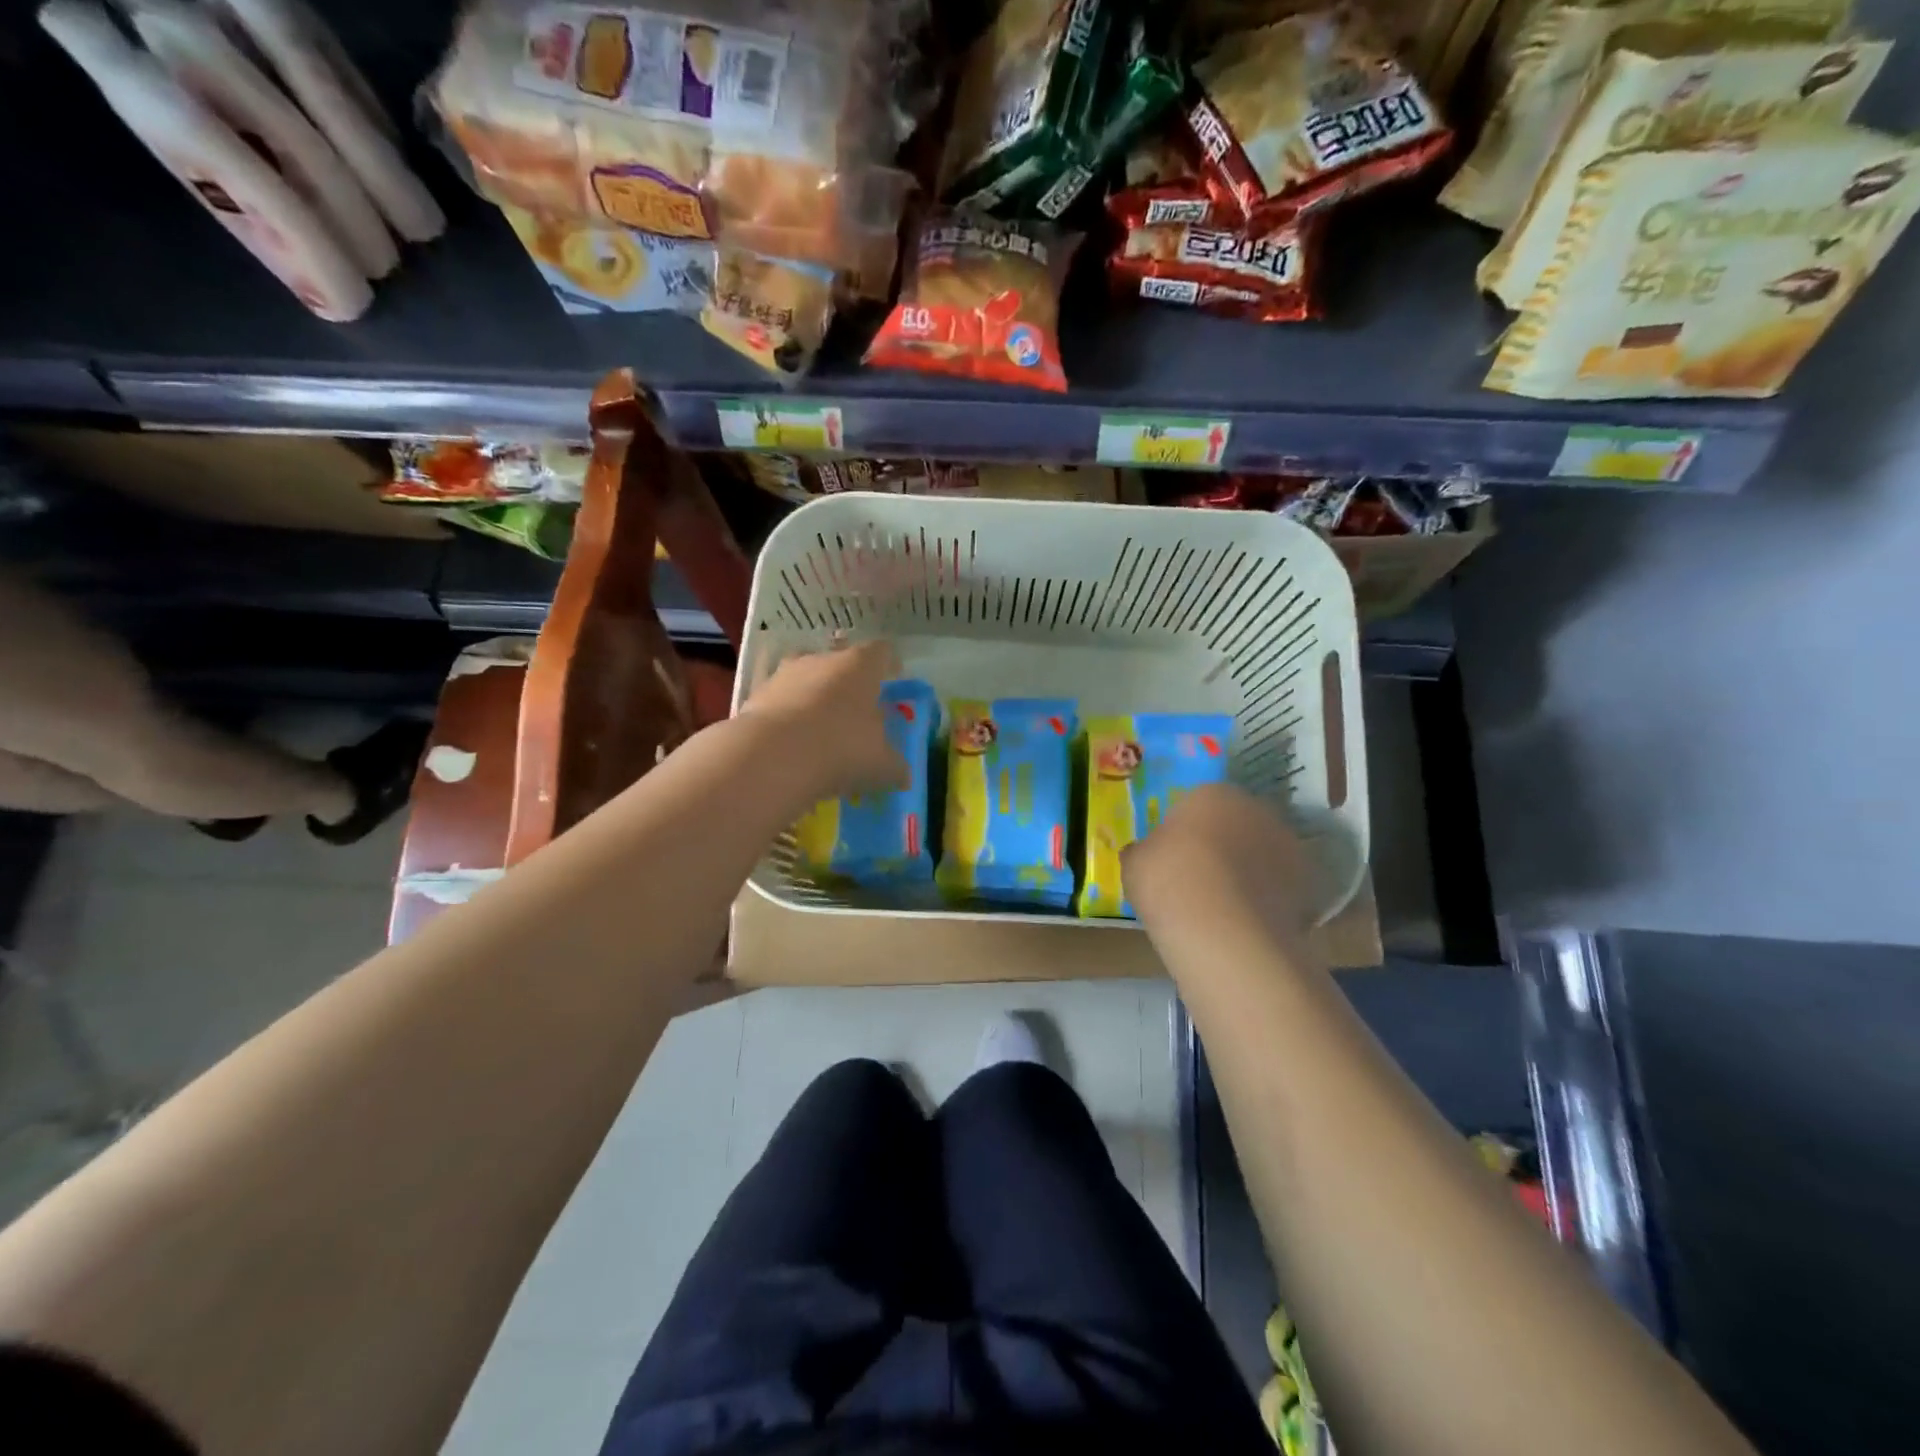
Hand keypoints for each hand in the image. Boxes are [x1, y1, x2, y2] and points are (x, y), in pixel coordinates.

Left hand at [739, 640, 909, 800]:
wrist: (773, 758)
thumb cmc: (842, 749)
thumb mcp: (882, 765)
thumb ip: (894, 765)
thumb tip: (902, 773)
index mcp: (860, 666)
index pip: (881, 652)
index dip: (889, 664)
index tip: (893, 677)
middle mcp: (821, 660)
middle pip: (840, 663)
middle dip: (848, 684)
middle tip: (856, 712)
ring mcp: (784, 676)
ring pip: (806, 681)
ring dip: (814, 699)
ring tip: (820, 731)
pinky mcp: (755, 697)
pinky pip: (780, 703)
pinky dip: (788, 718)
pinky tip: (792, 745)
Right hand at [1122, 782, 1317, 947]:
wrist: (1223, 930)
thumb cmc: (1169, 881)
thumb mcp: (1135, 863)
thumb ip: (1143, 852)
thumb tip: (1144, 853)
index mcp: (1212, 793)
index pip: (1197, 803)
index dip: (1184, 830)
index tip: (1173, 856)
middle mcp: (1255, 809)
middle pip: (1235, 824)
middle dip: (1221, 845)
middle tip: (1198, 877)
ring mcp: (1287, 846)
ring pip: (1260, 854)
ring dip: (1247, 871)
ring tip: (1224, 906)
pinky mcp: (1307, 884)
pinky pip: (1278, 887)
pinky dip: (1266, 900)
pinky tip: (1245, 923)